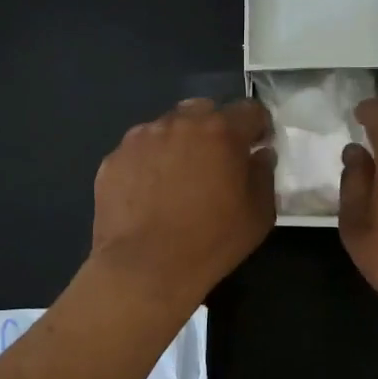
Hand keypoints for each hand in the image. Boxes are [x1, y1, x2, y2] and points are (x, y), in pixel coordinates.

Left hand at [91, 98, 276, 308]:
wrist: (144, 269)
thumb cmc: (211, 242)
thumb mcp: (258, 214)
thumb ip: (263, 175)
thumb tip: (259, 154)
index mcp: (221, 131)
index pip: (249, 110)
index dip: (258, 126)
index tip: (257, 146)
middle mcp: (180, 123)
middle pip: (204, 111)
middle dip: (215, 129)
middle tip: (216, 162)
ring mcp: (141, 138)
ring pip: (168, 127)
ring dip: (179, 143)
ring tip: (178, 179)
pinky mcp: (114, 158)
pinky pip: (139, 151)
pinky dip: (150, 163)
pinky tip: (150, 193)